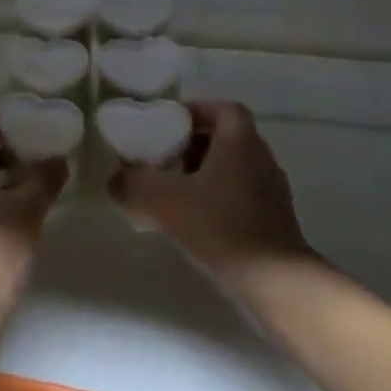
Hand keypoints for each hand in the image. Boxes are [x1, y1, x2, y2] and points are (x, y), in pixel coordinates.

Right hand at [107, 100, 315, 275]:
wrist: (276, 282)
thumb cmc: (221, 225)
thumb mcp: (163, 200)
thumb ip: (132, 184)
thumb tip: (114, 179)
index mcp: (240, 142)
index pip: (223, 109)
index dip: (196, 111)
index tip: (168, 125)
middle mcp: (261, 158)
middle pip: (226, 137)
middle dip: (193, 144)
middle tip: (163, 158)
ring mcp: (272, 190)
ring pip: (233, 167)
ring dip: (205, 172)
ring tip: (175, 190)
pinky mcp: (274, 220)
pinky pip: (241, 193)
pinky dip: (217, 197)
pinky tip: (196, 219)